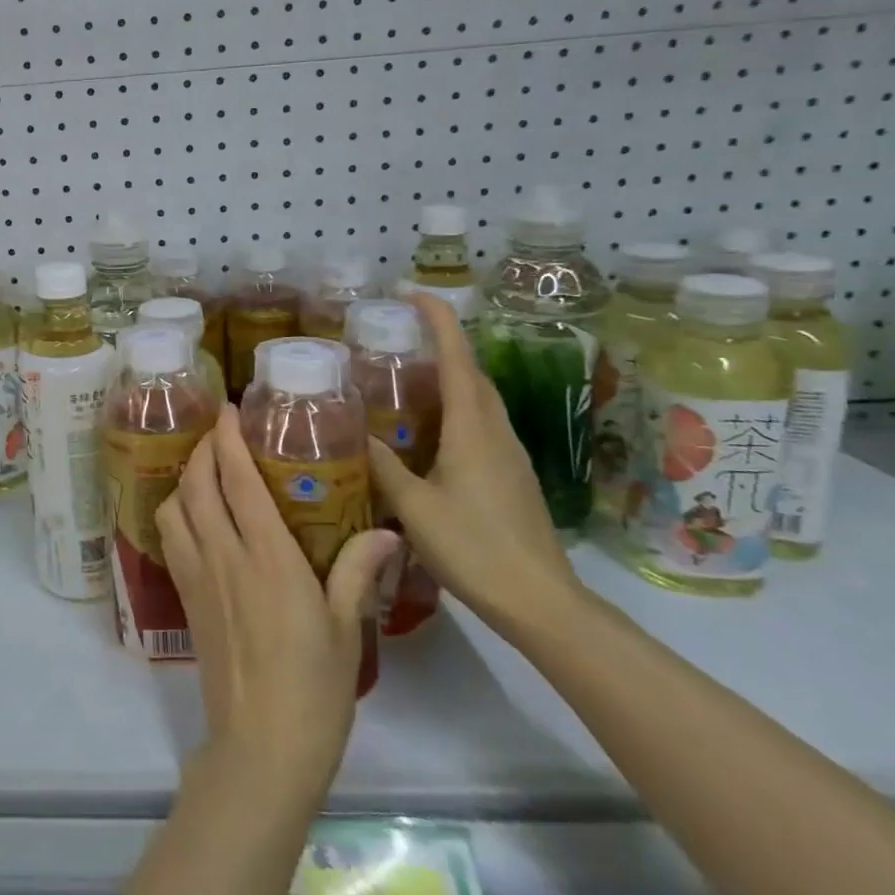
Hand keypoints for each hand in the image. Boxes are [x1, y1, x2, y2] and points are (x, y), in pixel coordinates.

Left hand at [156, 404, 399, 800]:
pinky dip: (176, 512)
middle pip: (196, 483)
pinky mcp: (185, 597)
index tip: (229, 409)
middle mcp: (222, 554)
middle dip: (203, 448)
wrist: (261, 745)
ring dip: (184, 478)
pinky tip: (196, 517)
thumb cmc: (314, 686)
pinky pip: (170, 538)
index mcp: (266, 555)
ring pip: (173, 507)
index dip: (227, 437)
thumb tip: (387, 530)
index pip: (235, 478)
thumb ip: (360, 570)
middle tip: (219, 431)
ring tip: (206, 471)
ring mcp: (197, 575)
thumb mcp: (348, 626)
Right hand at [365, 294, 583, 632]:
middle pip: (473, 372)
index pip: (458, 358)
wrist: (540, 601)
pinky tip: (428, 429)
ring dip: (450, 376)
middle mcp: (495, 431)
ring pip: (479, 398)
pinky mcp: (511, 475)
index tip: (411, 293)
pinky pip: (481, 423)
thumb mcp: (414, 506)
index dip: (438, 320)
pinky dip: (455, 407)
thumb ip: (383, 467)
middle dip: (442, 343)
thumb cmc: (474, 548)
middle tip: (397, 336)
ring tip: (407, 376)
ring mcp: (509, 453)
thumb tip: (354, 433)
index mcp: (473, 429)